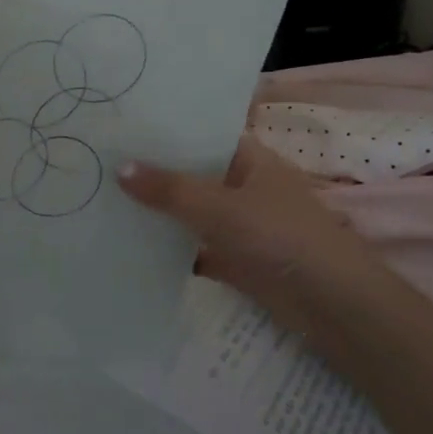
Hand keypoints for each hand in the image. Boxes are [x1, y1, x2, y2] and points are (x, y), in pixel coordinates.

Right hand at [119, 138, 398, 322]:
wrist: (335, 307)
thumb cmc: (282, 237)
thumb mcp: (221, 207)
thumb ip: (170, 189)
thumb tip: (120, 167)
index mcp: (249, 159)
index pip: (200, 135)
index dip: (164, 131)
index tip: (119, 126)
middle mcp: (244, 186)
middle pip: (192, 175)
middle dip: (153, 173)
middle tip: (98, 162)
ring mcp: (241, 225)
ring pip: (191, 213)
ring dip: (159, 213)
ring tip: (103, 200)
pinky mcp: (237, 261)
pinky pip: (196, 248)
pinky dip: (171, 250)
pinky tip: (130, 247)